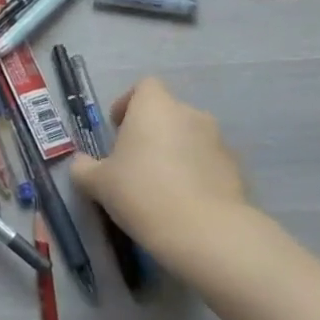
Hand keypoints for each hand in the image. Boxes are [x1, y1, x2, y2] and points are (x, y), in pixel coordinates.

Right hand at [69, 78, 259, 260]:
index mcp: (155, 107)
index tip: (117, 128)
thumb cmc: (141, 192)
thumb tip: (82, 164)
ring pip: (190, 137)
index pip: (145, 86)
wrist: (205, 232)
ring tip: (161, 185)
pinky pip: (208, 163)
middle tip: (134, 161)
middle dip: (151, 131)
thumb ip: (84, 168)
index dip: (129, 103)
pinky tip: (184, 202)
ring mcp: (218, 141)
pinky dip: (196, 173)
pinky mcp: (237, 169)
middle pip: (167, 113)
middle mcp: (190, 114)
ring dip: (175, 152)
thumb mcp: (98, 183)